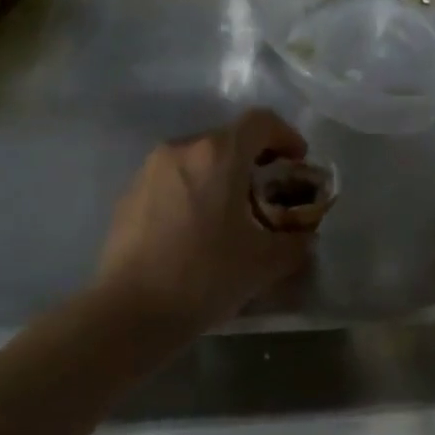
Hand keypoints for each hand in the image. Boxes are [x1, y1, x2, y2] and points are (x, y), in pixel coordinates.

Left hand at [94, 108, 315, 337]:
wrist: (129, 312)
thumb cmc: (204, 276)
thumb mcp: (265, 263)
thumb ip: (296, 242)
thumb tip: (305, 237)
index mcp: (219, 154)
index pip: (261, 121)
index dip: (286, 136)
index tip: (297, 163)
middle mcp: (183, 148)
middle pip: (229, 138)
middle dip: (255, 160)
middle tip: (269, 194)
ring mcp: (150, 169)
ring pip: (199, 158)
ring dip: (222, 175)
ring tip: (231, 214)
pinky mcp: (129, 194)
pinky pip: (173, 179)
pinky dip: (193, 191)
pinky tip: (196, 230)